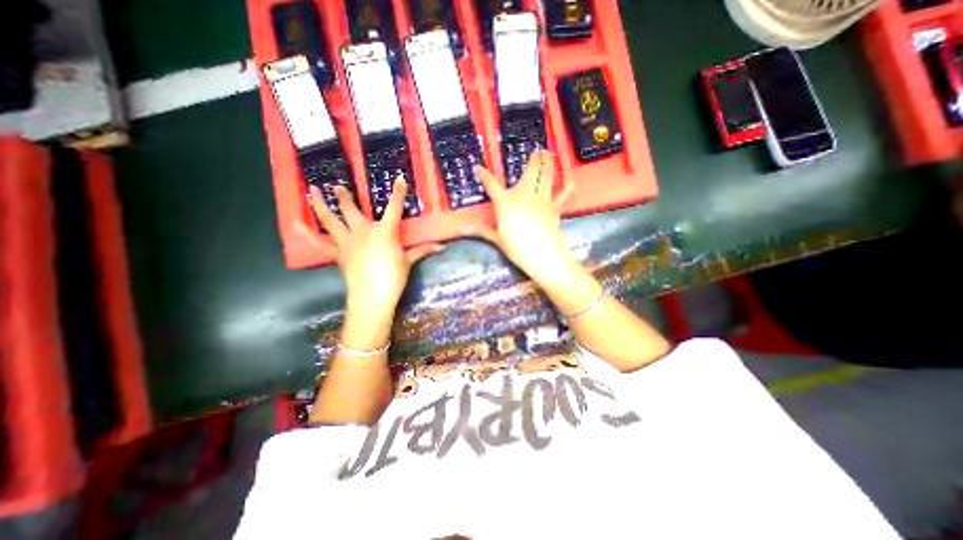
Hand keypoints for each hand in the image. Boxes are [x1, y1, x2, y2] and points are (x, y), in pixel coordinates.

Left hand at [308, 179, 442, 323]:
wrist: (371, 297)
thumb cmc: (393, 278)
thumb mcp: (409, 262)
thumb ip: (423, 251)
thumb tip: (441, 247)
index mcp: (384, 232)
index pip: (394, 208)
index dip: (398, 193)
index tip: (399, 179)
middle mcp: (363, 231)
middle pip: (351, 209)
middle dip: (344, 196)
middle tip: (336, 185)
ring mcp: (348, 242)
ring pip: (331, 220)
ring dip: (321, 205)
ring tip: (313, 191)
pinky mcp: (338, 254)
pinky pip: (322, 241)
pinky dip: (309, 233)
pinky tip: (297, 225)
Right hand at [469, 149, 574, 287]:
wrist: (544, 257)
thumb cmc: (517, 249)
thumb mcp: (497, 239)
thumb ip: (481, 230)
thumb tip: (463, 229)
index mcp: (506, 203)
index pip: (491, 185)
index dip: (484, 175)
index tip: (478, 168)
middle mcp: (524, 195)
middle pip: (530, 172)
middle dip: (533, 159)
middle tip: (536, 150)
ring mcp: (542, 200)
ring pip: (546, 176)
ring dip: (547, 163)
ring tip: (548, 153)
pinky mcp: (554, 208)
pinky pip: (562, 195)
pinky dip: (567, 188)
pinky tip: (570, 181)